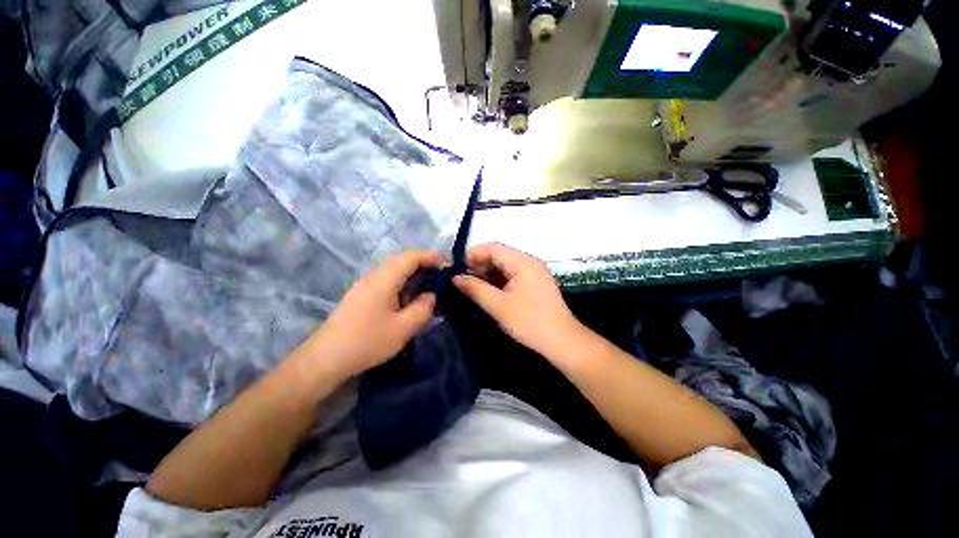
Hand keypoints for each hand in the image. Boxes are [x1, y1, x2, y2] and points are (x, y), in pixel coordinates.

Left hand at [299, 251, 445, 379]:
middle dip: (425, 265)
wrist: (326, 358)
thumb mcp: (403, 328)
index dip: (432, 257)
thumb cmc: (367, 341)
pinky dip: (403, 283)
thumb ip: (423, 308)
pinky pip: (387, 280)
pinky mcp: (362, 294)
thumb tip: (432, 295)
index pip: (412, 256)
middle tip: (441, 278)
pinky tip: (409, 299)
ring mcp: (366, 284)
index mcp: (385, 279)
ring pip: (395, 270)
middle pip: (403, 260)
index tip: (448, 267)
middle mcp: (374, 275)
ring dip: (414, 274)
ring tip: (429, 288)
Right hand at [453, 243, 584, 357]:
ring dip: (488, 273)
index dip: (473, 255)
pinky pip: (513, 274)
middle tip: (463, 280)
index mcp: (522, 262)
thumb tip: (455, 277)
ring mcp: (534, 272)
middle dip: (480, 264)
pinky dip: (499, 279)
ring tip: (473, 286)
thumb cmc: (529, 322)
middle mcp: (529, 261)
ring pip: (505, 265)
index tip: (457, 268)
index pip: (493, 248)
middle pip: (499, 254)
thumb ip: (475, 289)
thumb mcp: (498, 306)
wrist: (562, 341)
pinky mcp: (535, 282)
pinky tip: (489, 291)